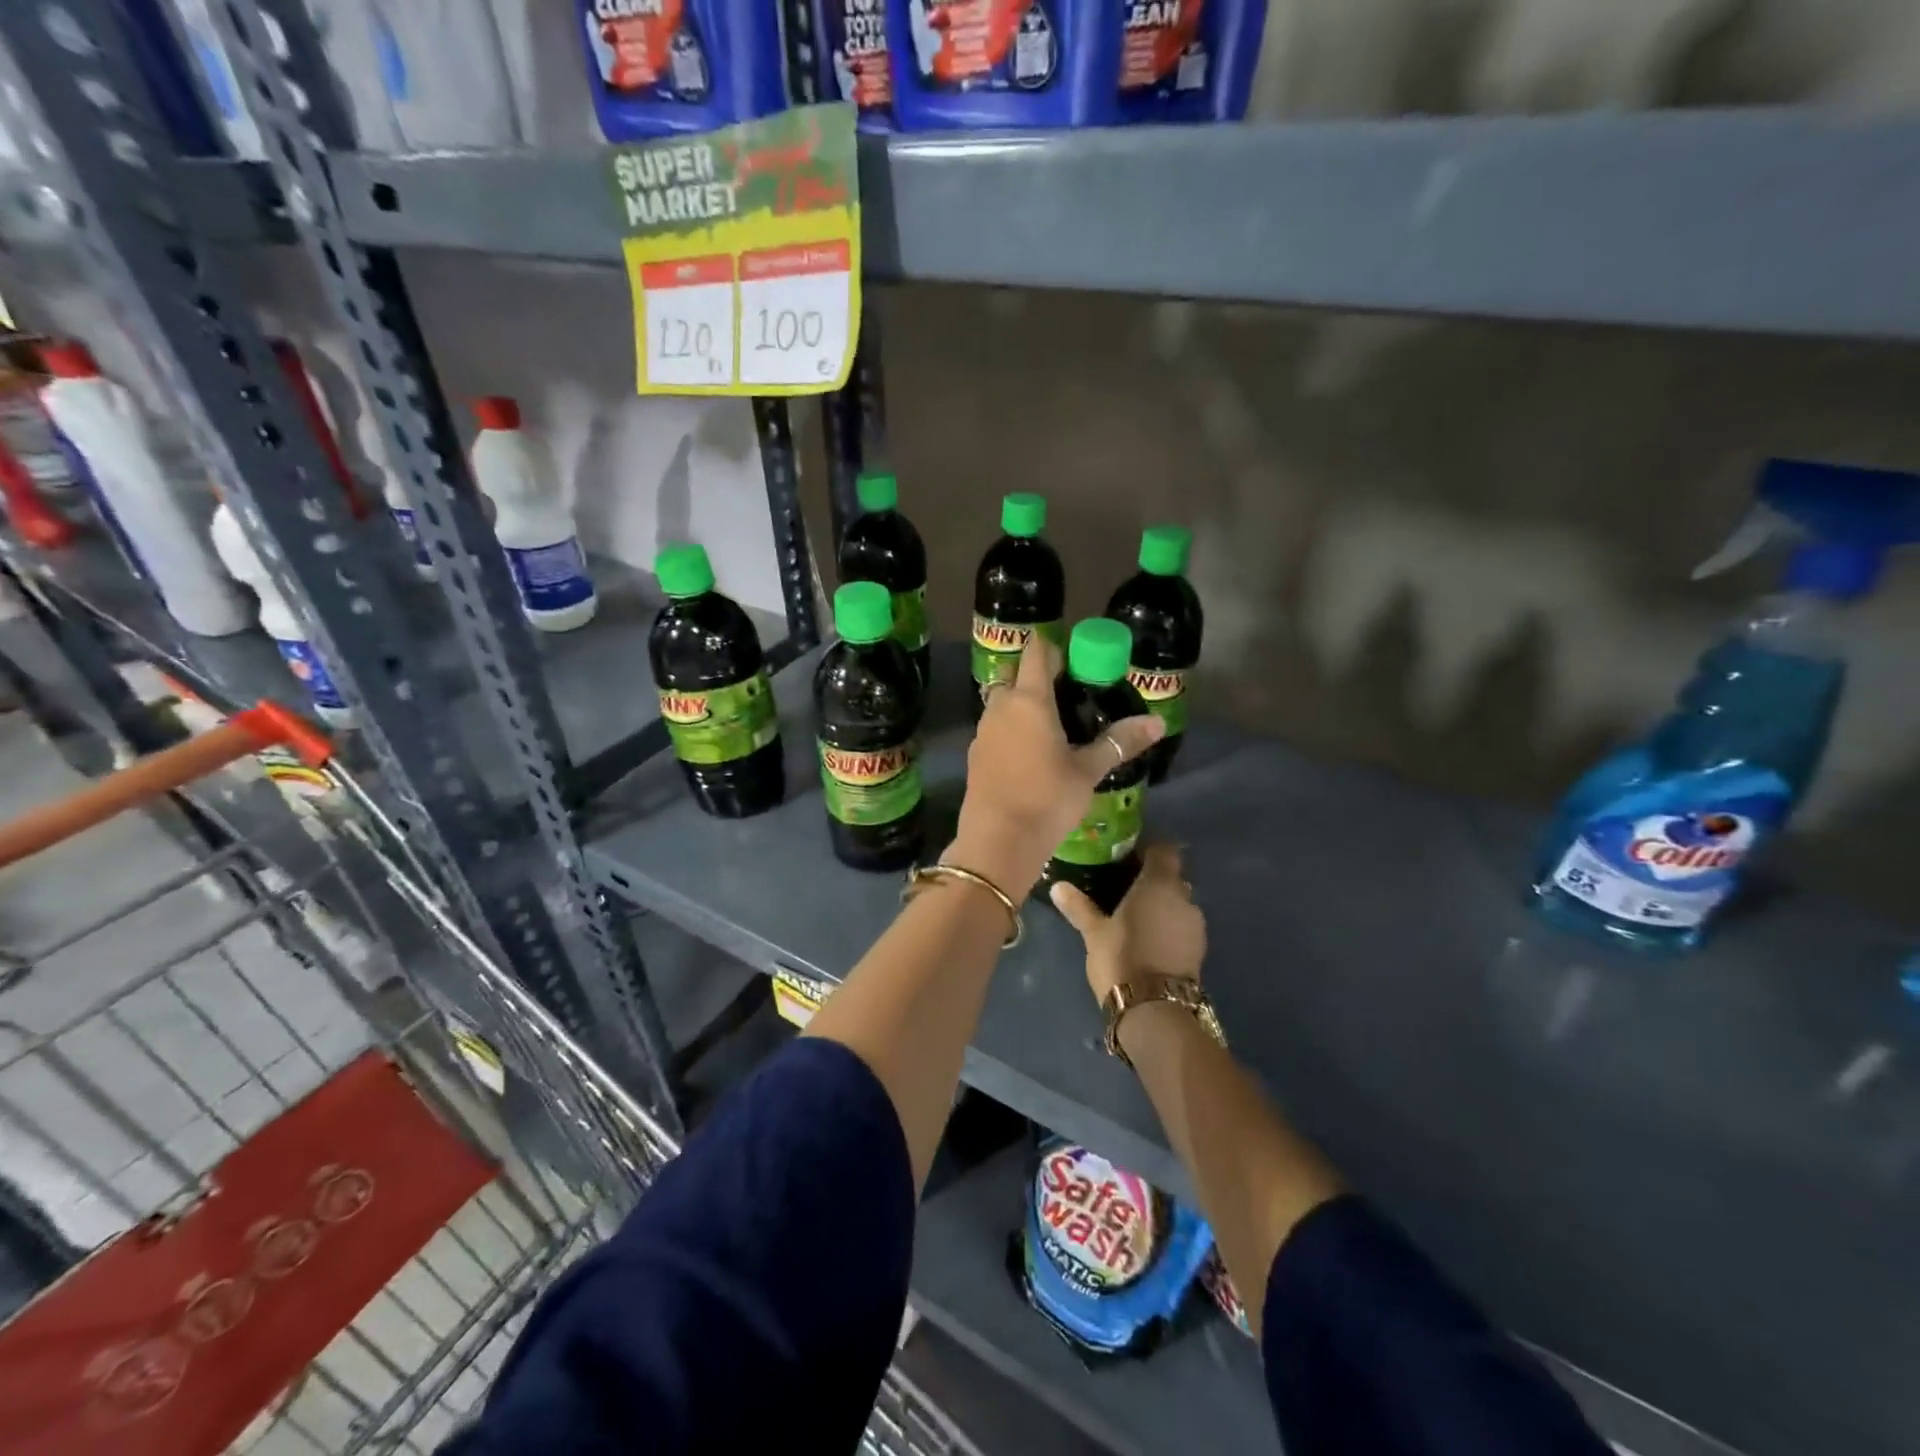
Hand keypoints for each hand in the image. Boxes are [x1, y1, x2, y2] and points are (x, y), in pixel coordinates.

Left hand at [948, 633, 1162, 896]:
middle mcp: (1001, 706)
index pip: (1037, 652)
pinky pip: (995, 727)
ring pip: (1002, 701)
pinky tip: (1030, 752)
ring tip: (1053, 724)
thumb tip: (1158, 722)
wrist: (997, 841)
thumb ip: (1119, 742)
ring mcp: (983, 730)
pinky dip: (1011, 728)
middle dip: (1038, 676)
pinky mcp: (975, 754)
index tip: (1077, 662)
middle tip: (1069, 695)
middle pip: (1016, 674)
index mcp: (1030, 700)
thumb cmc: (1047, 799)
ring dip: (1023, 703)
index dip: (1055, 649)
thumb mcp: (1088, 771)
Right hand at [1051, 842, 1205, 1006]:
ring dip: (1161, 904)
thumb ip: (1079, 906)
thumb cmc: (1121, 958)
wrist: (1155, 1010)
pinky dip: (1167, 924)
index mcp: (1159, 883)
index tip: (1128, 852)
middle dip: (1152, 877)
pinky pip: (1181, 924)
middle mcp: (1183, 897)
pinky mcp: (1198, 948)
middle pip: (1171, 876)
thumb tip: (1057, 886)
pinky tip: (1147, 937)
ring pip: (1177, 902)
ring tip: (1134, 914)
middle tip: (1124, 884)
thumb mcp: (1094, 932)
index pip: (1164, 849)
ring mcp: (1195, 924)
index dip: (1149, 847)